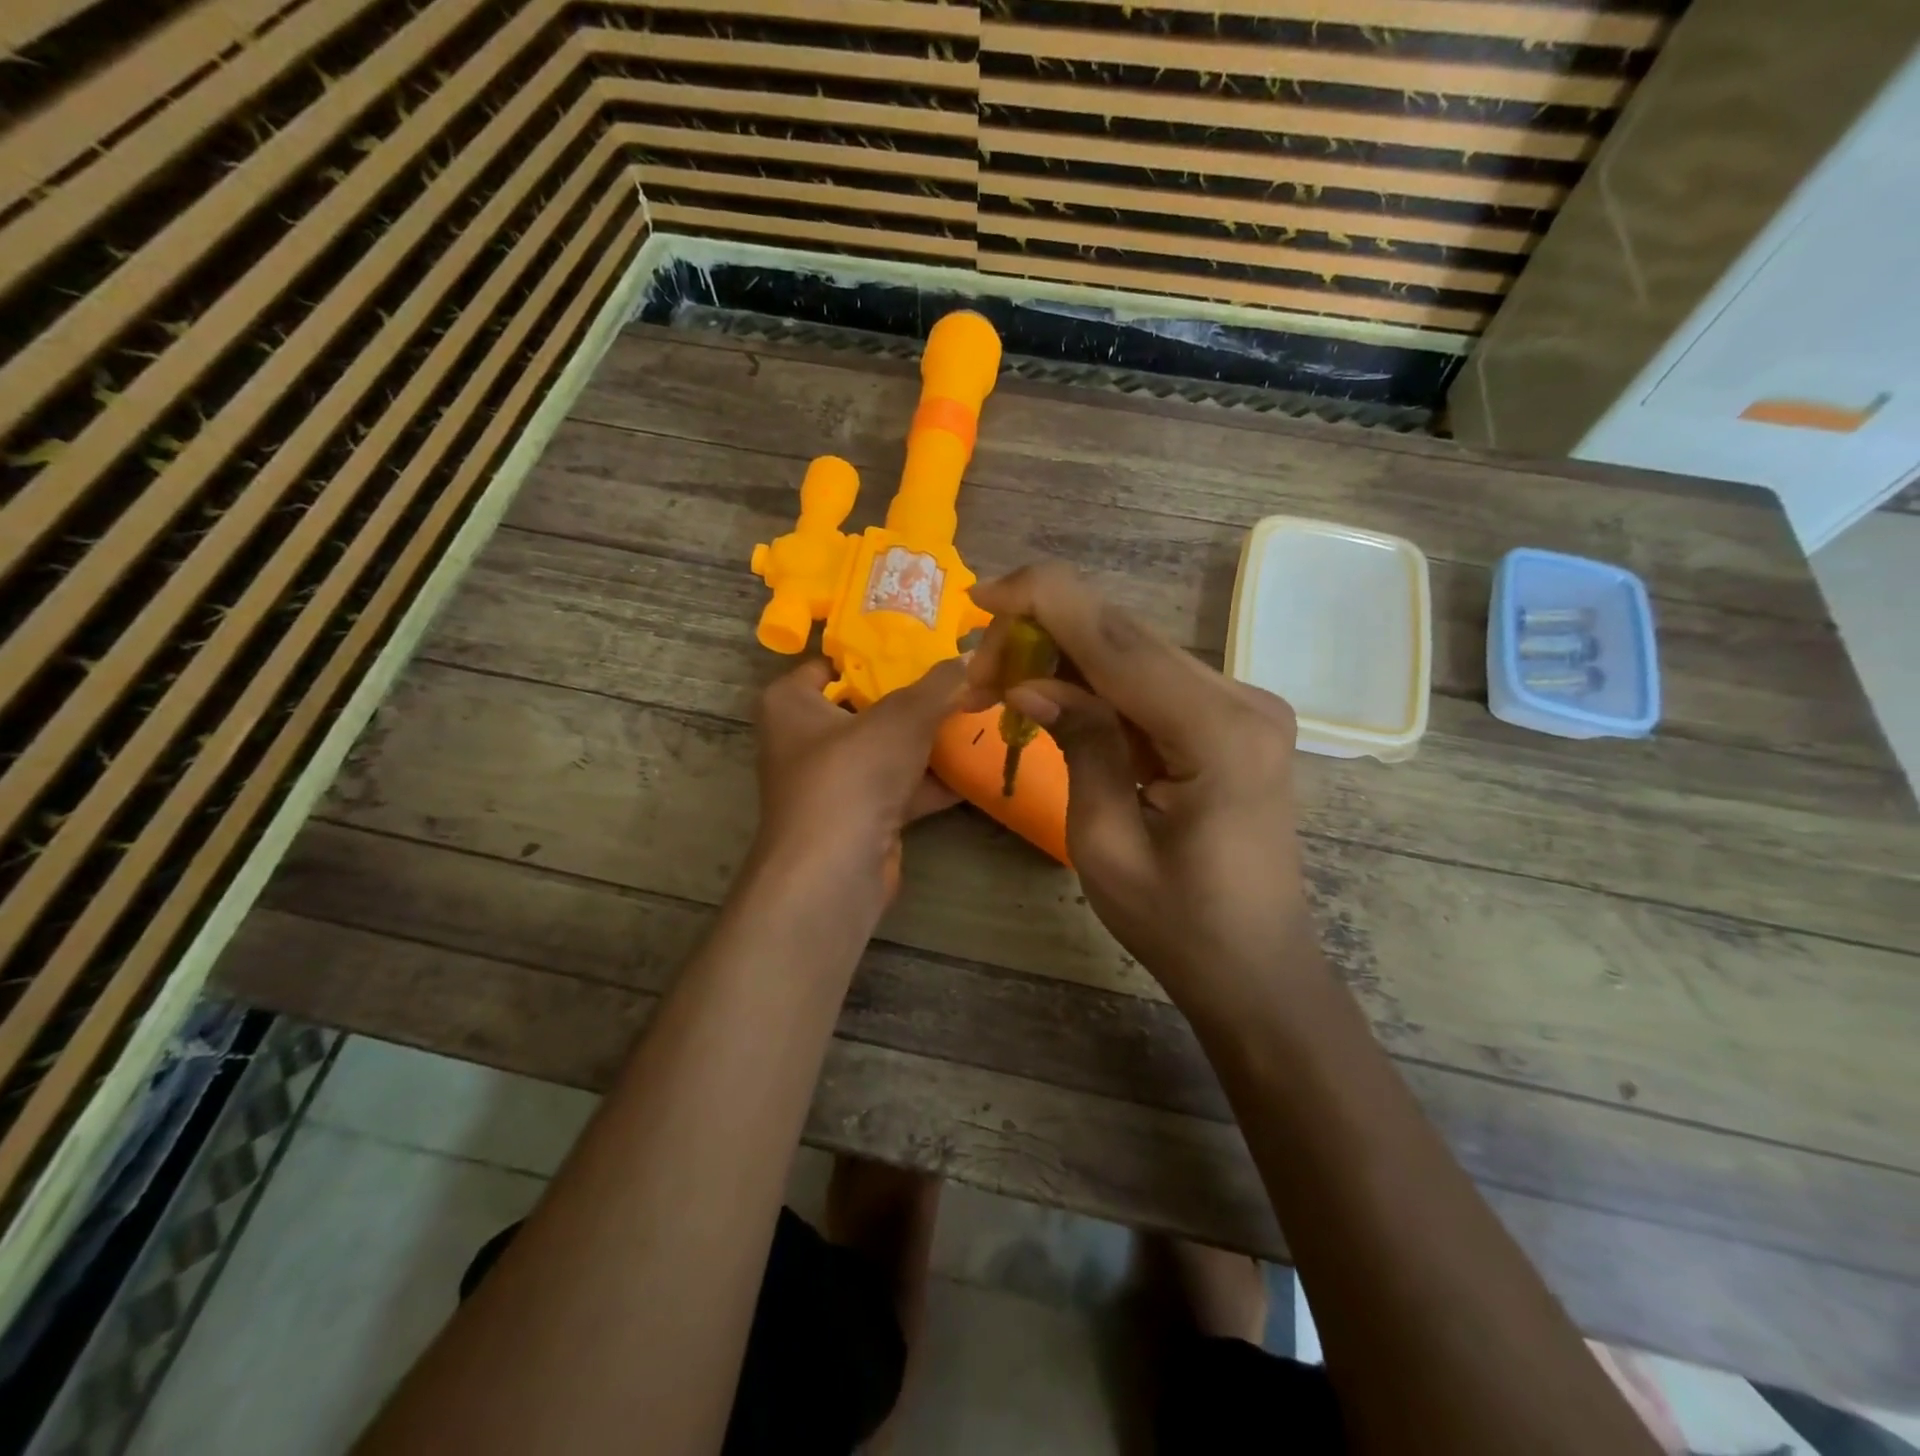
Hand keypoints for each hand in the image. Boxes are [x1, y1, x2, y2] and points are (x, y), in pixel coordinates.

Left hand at [753, 657, 973, 898]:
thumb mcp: (902, 716)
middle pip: (866, 707)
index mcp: (791, 703)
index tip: (923, 643)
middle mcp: (804, 740)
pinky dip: (932, 781)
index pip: (832, 663)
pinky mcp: (858, 818)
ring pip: (886, 751)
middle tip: (961, 678)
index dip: (875, 651)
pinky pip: (899, 788)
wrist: (835, 869)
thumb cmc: (851, 772)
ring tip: (977, 717)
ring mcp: (832, 782)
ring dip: (928, 742)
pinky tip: (976, 767)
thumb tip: (974, 654)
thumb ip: (939, 685)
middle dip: (914, 699)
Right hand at [968, 564, 1311, 1010]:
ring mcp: (1245, 706)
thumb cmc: (1178, 927)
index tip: (979, 595)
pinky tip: (1055, 698)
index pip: (1117, 640)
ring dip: (1066, 657)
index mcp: (1217, 734)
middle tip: (981, 672)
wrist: (1256, 969)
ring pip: (1136, 653)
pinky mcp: (1233, 720)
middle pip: (1125, 636)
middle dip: (1043, 634)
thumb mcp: (1105, 844)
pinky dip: (1097, 682)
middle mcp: (1242, 701)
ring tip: (1005, 687)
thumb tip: (1031, 683)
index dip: (1043, 601)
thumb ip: (1079, 745)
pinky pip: (1152, 682)